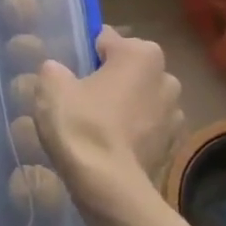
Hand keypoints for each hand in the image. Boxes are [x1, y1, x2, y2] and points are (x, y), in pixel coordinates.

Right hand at [35, 27, 184, 220]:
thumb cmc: (82, 125)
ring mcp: (175, 113)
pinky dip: (133, 131)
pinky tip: (110, 145)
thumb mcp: (51, 86)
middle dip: (110, 77)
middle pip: (129, 68)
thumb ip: (54, 69)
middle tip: (81, 96)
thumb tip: (59, 72)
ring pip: (141, 98)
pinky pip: (147, 127)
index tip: (70, 70)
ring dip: (124, 104)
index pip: (107, 39)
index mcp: (141, 54)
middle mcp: (166, 77)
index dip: (85, 52)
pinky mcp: (174, 145)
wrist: (109, 186)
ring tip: (96, 124)